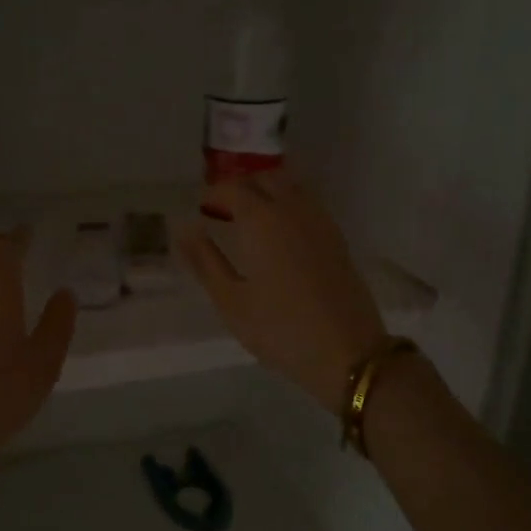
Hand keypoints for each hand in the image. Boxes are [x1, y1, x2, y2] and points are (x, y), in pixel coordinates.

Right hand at [178, 171, 387, 409]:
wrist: (347, 352)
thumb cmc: (279, 329)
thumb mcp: (230, 301)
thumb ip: (204, 260)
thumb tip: (183, 229)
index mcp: (262, 220)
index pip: (232, 188)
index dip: (212, 194)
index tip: (200, 212)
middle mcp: (293, 209)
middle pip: (264, 178)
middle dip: (240, 187)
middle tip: (221, 212)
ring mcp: (320, 221)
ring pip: (290, 186)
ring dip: (265, 192)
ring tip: (248, 221)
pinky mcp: (337, 238)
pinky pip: (307, 204)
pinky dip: (287, 205)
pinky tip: (278, 235)